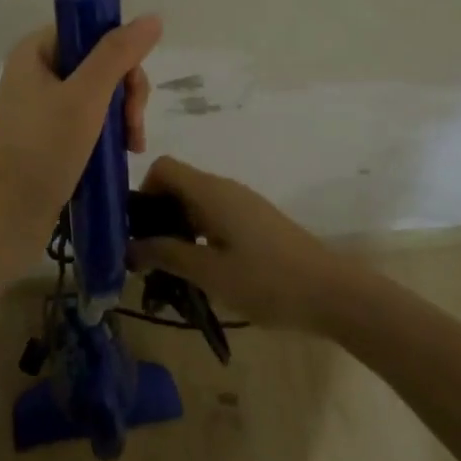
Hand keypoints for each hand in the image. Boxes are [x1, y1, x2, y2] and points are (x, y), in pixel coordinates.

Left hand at [0, 15, 162, 266]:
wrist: (5, 219)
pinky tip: (120, 154)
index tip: (132, 89)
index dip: (119, 55)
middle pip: (98, 63)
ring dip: (122, 116)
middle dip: (125, 92)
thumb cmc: (43, 150)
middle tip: (134, 128)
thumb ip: (118, 54)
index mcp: (36, 52)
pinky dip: (107, 134)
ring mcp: (41, 106)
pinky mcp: (47, 137)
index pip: (90, 32)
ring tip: (132, 147)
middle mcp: (36, 73)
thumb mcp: (86, 97)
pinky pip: (87, 120)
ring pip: (98, 94)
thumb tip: (152, 17)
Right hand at [128, 156, 350, 330]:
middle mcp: (225, 188)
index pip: (163, 167)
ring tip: (173, 272)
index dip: (143, 192)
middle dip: (157, 217)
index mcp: (211, 192)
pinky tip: (205, 272)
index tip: (138, 230)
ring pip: (196, 204)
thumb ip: (167, 254)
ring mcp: (243, 204)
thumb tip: (129, 245)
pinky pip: (215, 217)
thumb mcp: (210, 272)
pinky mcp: (256, 222)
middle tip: (150, 259)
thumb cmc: (267, 281)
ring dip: (178, 230)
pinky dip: (200, 236)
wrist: (331, 293)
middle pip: (178, 185)